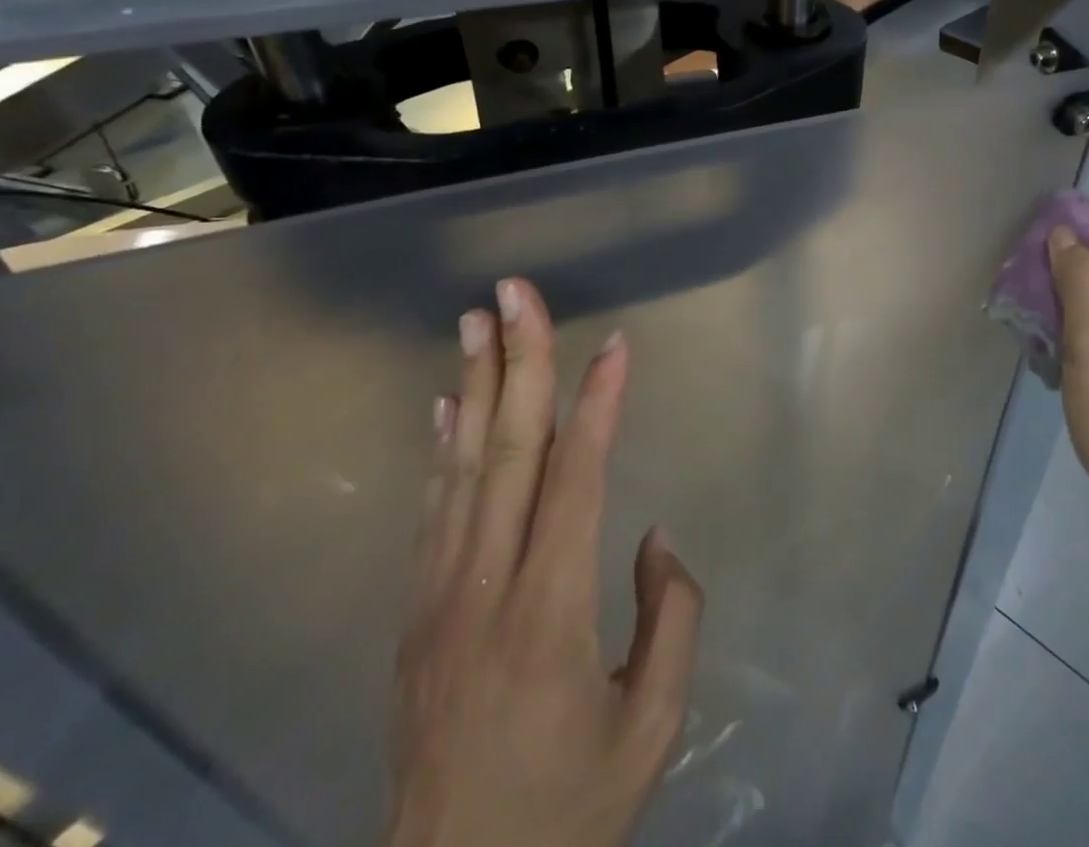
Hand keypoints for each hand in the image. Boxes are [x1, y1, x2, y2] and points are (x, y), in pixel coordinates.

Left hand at [389, 278, 703, 846]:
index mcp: (550, 615)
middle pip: (507, 452)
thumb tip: (653, 536)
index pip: (576, 481)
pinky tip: (446, 403)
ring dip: (473, 385)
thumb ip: (672, 618)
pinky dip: (442, 447)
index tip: (615, 345)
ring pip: (461, 468)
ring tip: (476, 321)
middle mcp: (485, 589)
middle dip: (517, 362)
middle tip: (514, 293)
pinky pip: (433, 510)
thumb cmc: (568, 813)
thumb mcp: (652, 728)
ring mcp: (438, 599)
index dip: (598, 406)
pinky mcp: (416, 616)